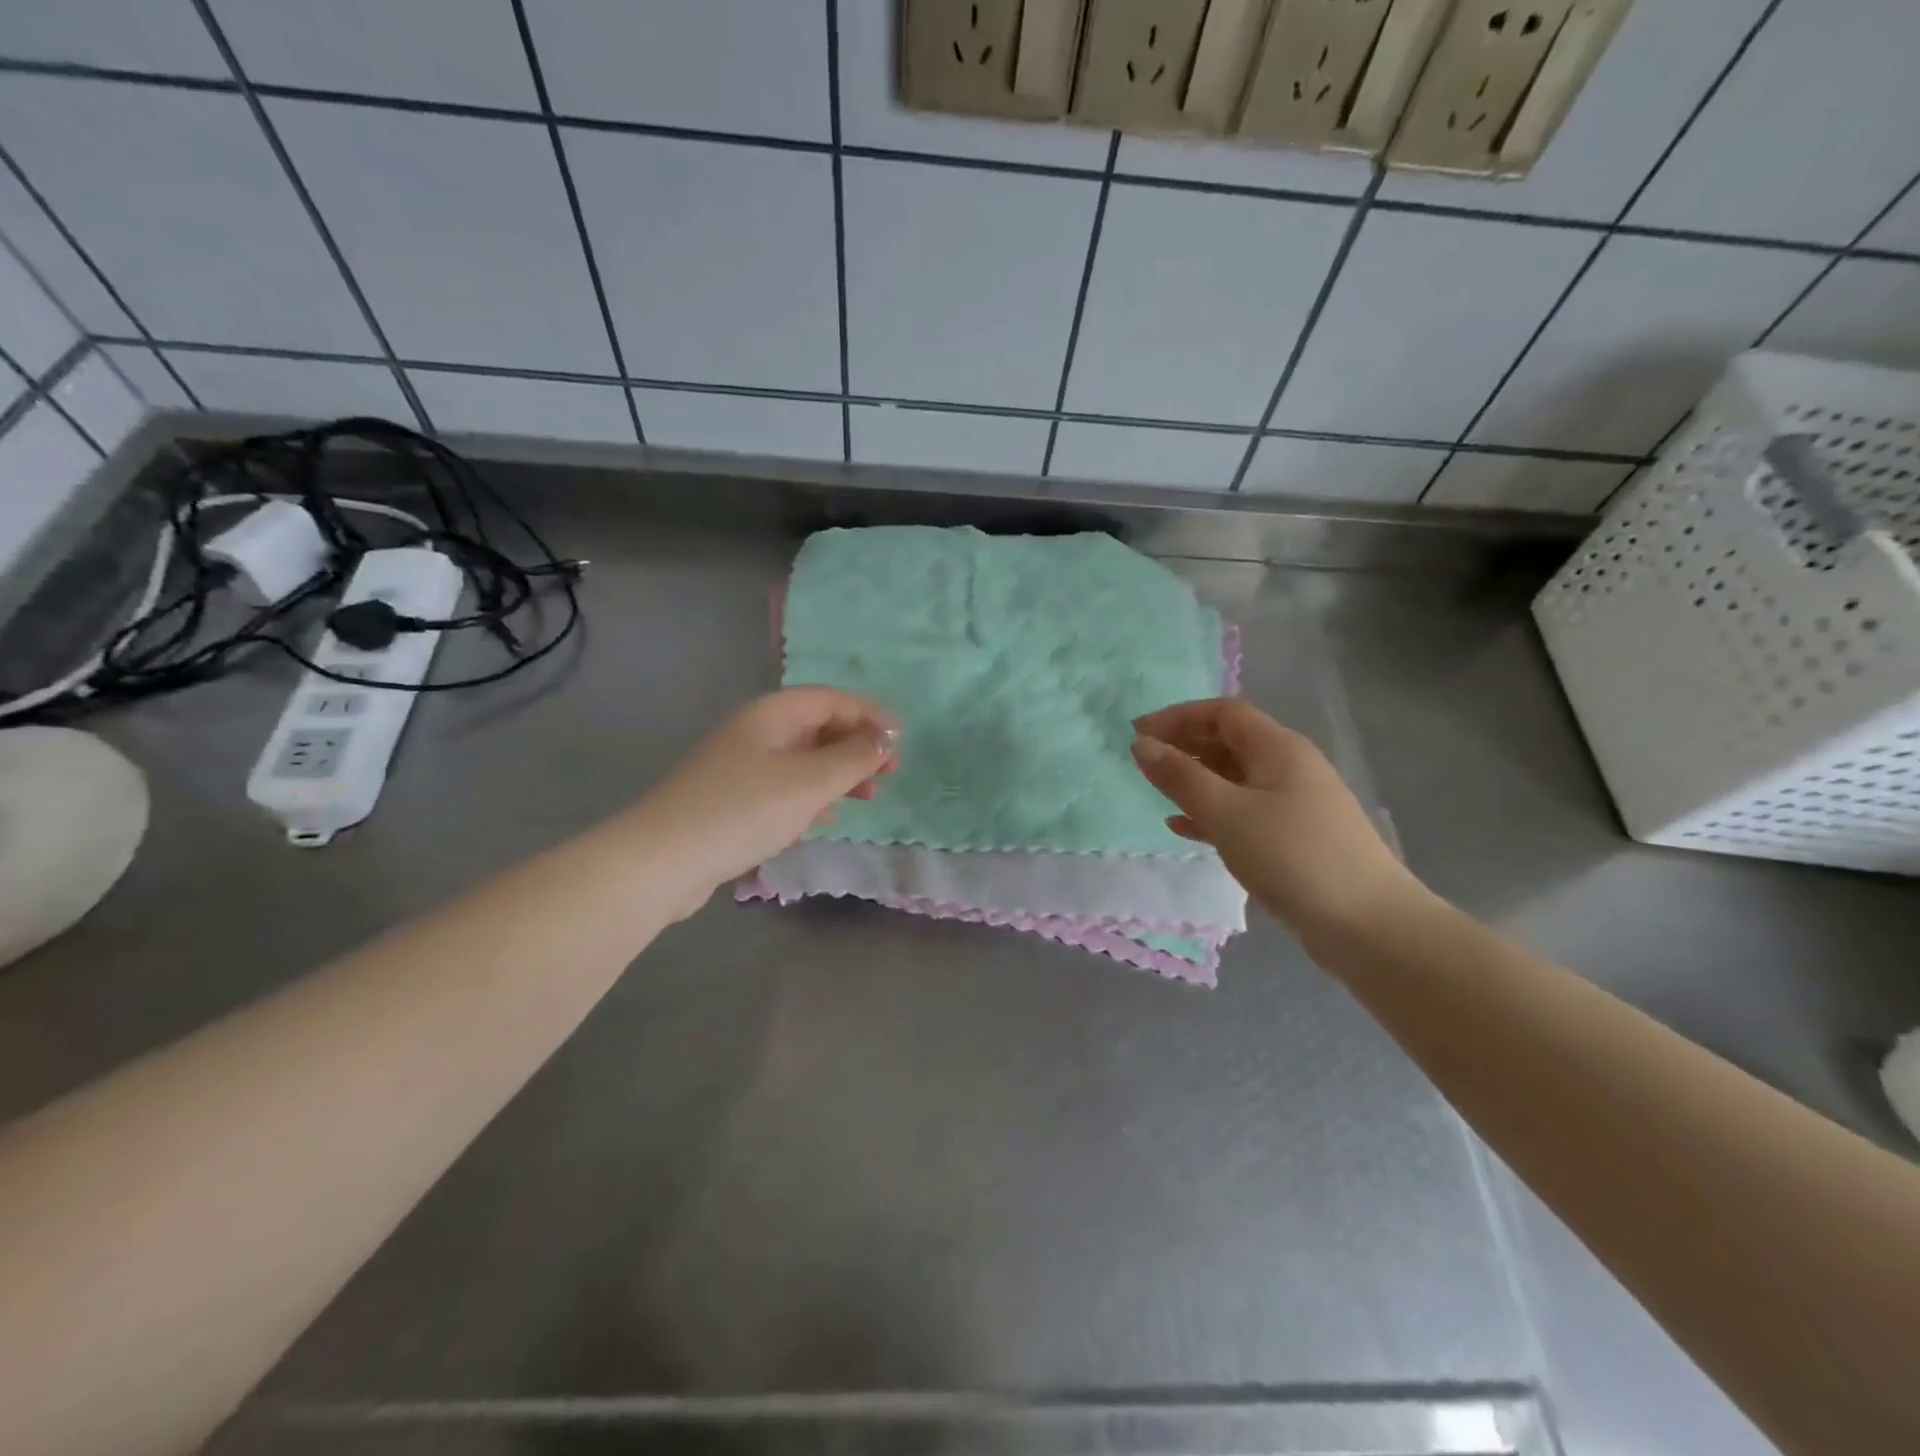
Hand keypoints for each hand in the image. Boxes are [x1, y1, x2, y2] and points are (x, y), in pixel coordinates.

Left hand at [633, 687, 896, 912]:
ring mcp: (741, 766)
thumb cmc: (743, 811)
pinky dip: (812, 795)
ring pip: (803, 758)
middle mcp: (756, 731)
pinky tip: (825, 817)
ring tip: (868, 798)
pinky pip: (785, 785)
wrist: (663, 860)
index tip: (900, 742)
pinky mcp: (733, 798)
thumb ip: (853, 758)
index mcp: (771, 714)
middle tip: (889, 773)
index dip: (869, 715)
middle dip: (857, 746)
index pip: (831, 699)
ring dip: (839, 773)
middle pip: (818, 726)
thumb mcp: (809, 782)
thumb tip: (886, 738)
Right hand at [1130, 698, 1425, 953]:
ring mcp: (1295, 803)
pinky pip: (1244, 810)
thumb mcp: (1226, 812)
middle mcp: (1290, 766)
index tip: (1138, 733)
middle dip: (1184, 745)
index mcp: (1279, 748)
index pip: (1223, 713)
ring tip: (1158, 792)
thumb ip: (1180, 776)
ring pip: (1235, 777)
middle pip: (1230, 741)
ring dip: (1195, 779)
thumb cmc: (1291, 856)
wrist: (1366, 924)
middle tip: (1144, 762)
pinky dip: (1212, 812)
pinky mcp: (1295, 837)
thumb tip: (1141, 743)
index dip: (1177, 716)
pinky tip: (1183, 828)